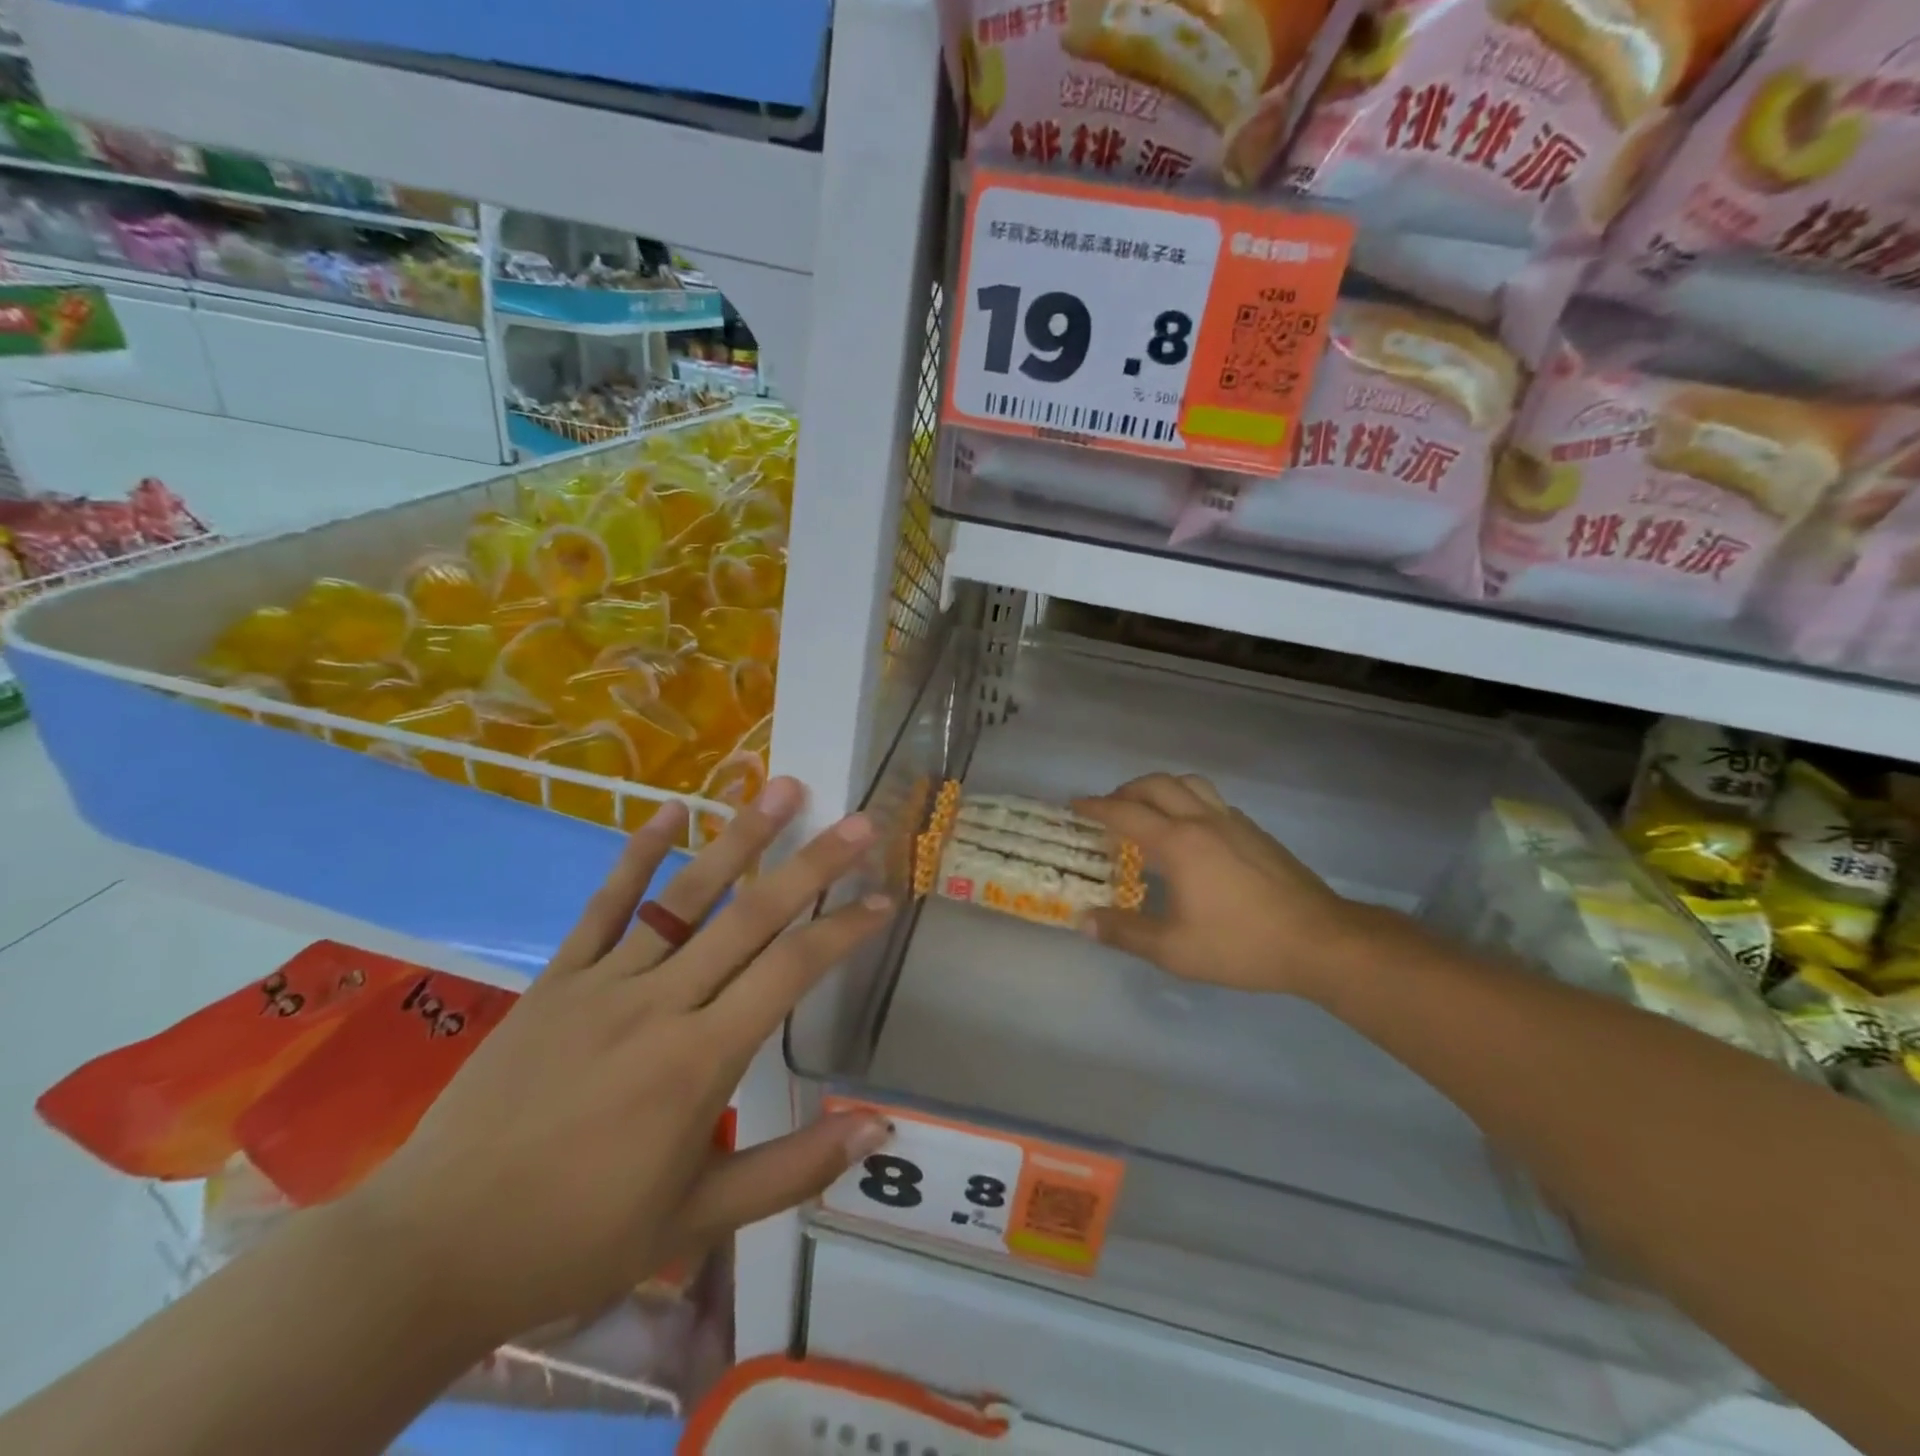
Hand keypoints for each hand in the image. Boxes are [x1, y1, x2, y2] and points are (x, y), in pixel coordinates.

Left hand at [337, 778, 893, 1347]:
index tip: (883, 898)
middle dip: (812, 865)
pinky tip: (671, 809)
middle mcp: (660, 1003)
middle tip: (858, 821)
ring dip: (741, 838)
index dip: (843, 930)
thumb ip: (792, 1169)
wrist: (433, 1250)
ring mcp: (605, 982)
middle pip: (751, 917)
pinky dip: (639, 854)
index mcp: (699, 1061)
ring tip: (782, 788)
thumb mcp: (697, 1219)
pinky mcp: (557, 979)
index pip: (790, 973)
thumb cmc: (577, 1238)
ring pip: (687, 896)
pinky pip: (605, 906)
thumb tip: (876, 1128)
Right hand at [1073, 773, 1396, 998]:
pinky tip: (1192, 830)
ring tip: (1148, 809)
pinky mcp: (1256, 832)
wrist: (1319, 941)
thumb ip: (1125, 933)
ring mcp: (1233, 822)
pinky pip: (1212, 800)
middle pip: (1156, 785)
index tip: (1074, 805)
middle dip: (1125, 790)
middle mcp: (1202, 821)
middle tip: (1108, 808)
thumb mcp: (1174, 949)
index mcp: (1177, 843)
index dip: (1095, 807)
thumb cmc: (1240, 945)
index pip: (1125, 813)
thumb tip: (1083, 922)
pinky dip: (1189, 800)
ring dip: (1160, 788)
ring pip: (1189, 783)